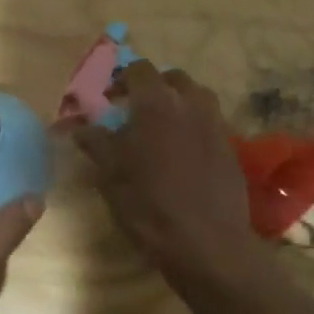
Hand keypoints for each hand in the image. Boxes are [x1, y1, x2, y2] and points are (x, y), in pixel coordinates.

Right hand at [72, 63, 254, 276]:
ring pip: (197, 98)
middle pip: (173, 79)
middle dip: (154, 87)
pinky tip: (183, 152)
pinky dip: (195, 126)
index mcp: (157, 102)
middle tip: (136, 110)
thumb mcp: (111, 175)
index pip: (139, 70)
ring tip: (163, 127)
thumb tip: (82, 127)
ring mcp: (215, 124)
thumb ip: (97, 143)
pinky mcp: (231, 148)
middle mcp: (190, 103)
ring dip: (178, 103)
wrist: (207, 243)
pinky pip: (210, 123)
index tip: (110, 98)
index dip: (122, 79)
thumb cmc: (149, 204)